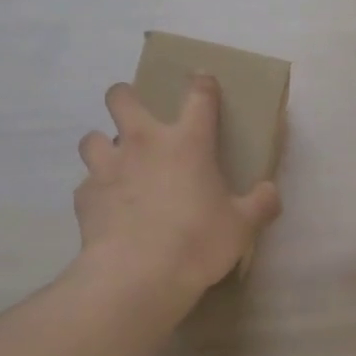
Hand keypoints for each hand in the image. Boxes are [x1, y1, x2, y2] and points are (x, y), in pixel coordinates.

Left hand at [76, 77, 281, 300]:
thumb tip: (270, 192)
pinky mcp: (84, 196)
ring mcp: (109, 167)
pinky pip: (86, 183)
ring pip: (92, 137)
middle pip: (122, 97)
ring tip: (115, 164)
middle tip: (136, 116)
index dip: (202, 83)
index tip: (202, 80)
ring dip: (103, 145)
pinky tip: (106, 208)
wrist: (137, 275)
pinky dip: (96, 191)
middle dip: (126, 97)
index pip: (198, 96)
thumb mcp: (242, 226)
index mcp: (188, 142)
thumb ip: (261, 204)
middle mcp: (143, 143)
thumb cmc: (197, 242)